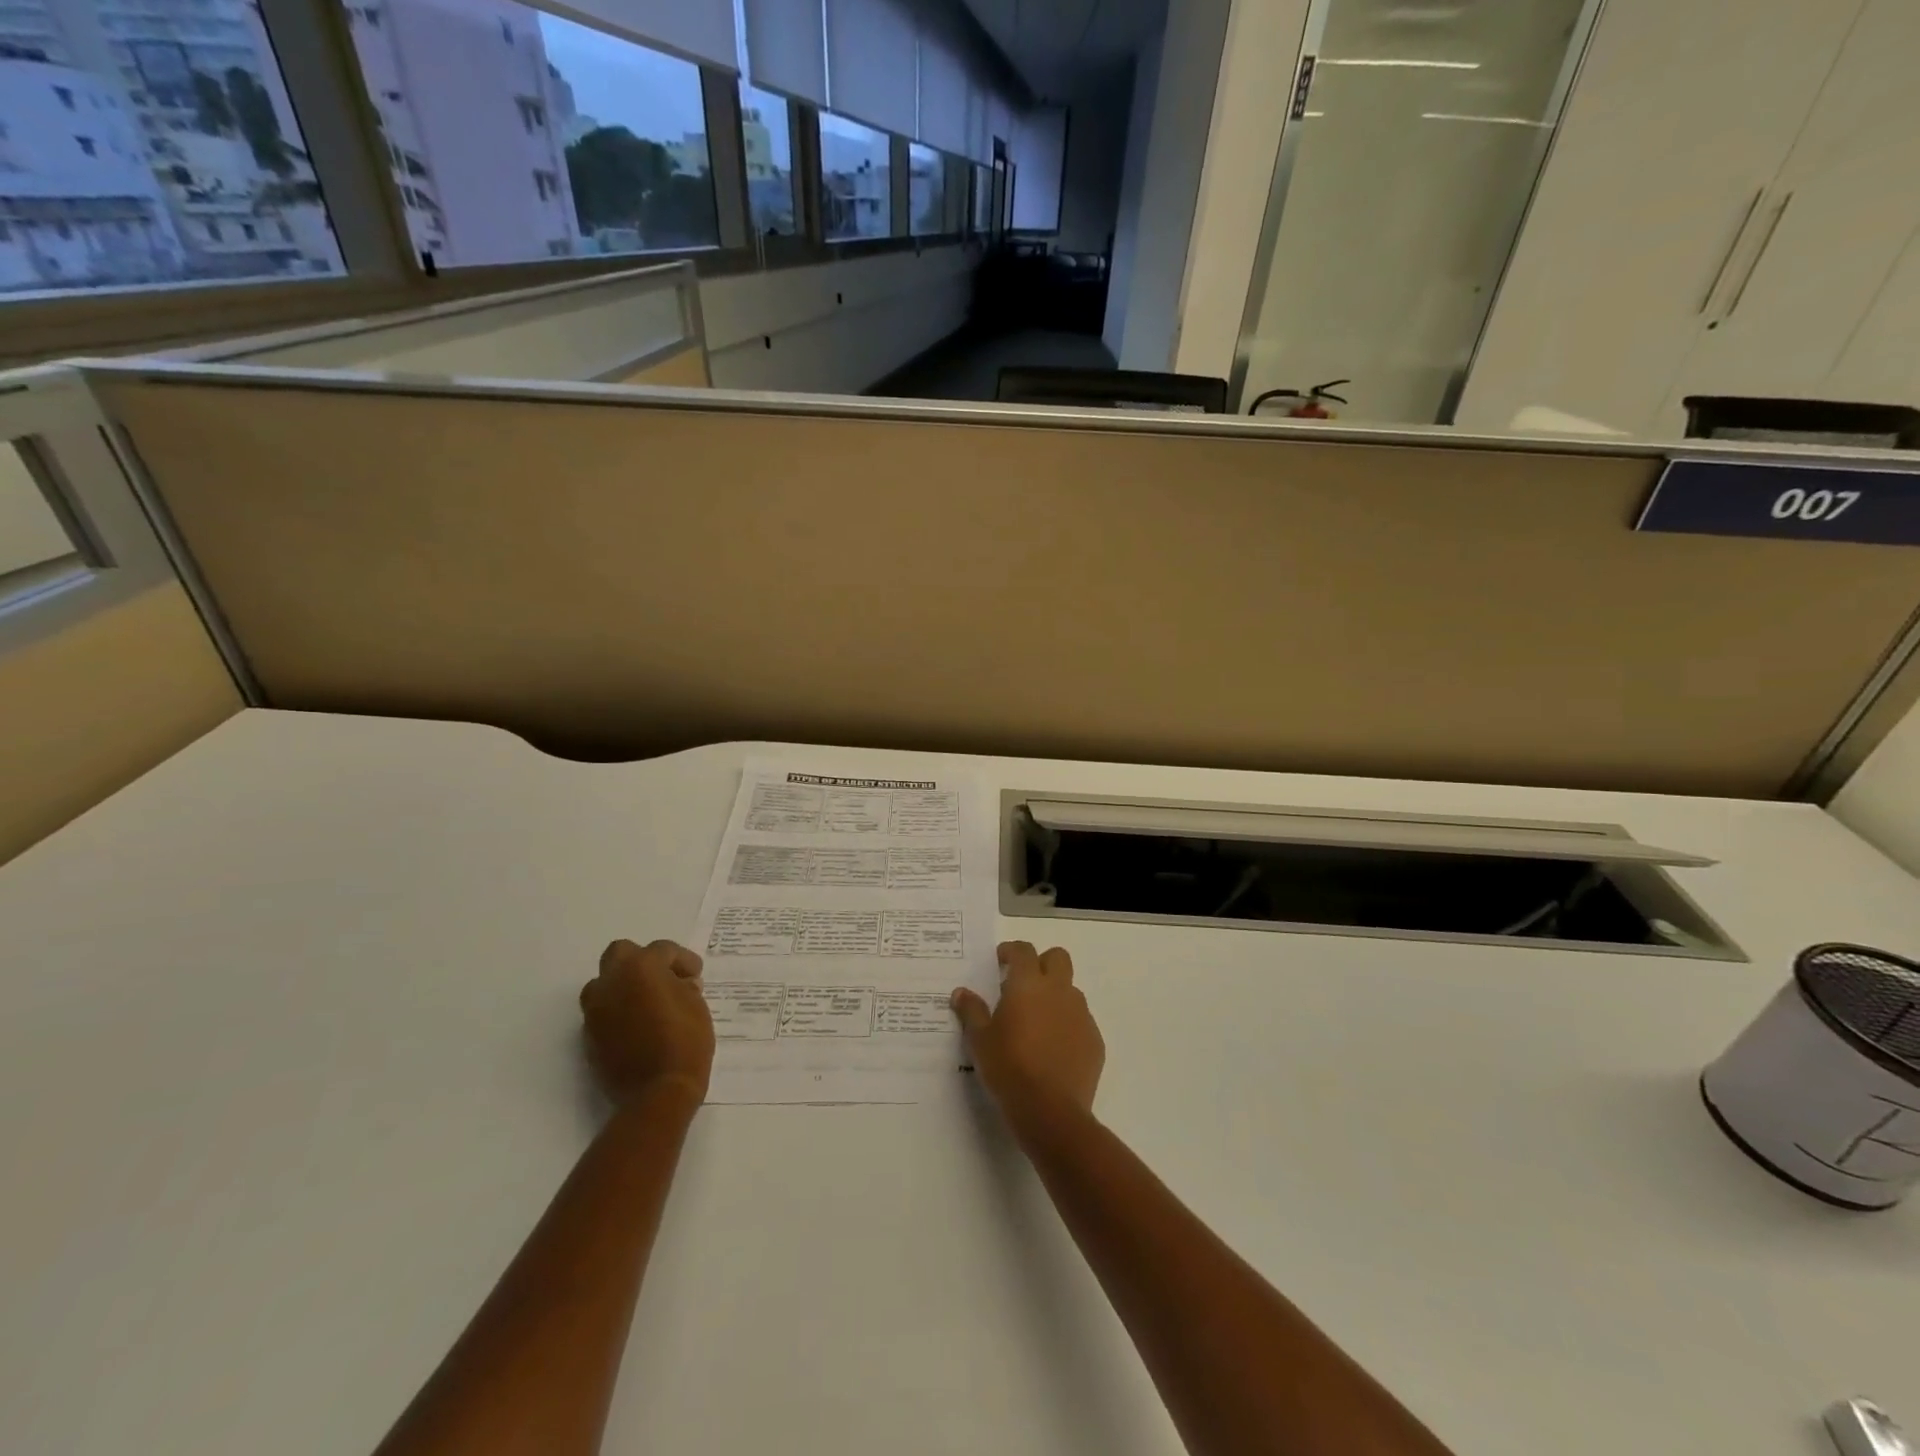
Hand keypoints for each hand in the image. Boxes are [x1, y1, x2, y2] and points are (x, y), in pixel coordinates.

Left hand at [580, 939, 713, 1103]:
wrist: (657, 1093)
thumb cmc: (685, 1042)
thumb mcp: (697, 1005)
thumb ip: (684, 987)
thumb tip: (679, 984)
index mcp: (641, 968)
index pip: (662, 949)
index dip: (683, 960)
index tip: (696, 976)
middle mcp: (611, 983)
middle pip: (621, 953)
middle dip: (642, 961)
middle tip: (664, 979)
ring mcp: (595, 1010)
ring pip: (604, 983)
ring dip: (624, 986)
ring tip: (647, 1003)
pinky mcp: (589, 1036)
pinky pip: (602, 1011)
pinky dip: (617, 1011)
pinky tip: (637, 1026)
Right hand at [951, 942, 1104, 1122]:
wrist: (1051, 1111)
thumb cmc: (1009, 1068)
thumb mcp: (980, 1040)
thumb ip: (971, 1011)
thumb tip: (961, 993)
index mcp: (1029, 985)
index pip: (1023, 951)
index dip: (1011, 951)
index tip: (1001, 961)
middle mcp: (1059, 991)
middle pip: (1057, 958)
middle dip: (1041, 963)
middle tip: (1022, 984)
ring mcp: (1081, 1015)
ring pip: (1070, 990)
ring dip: (1055, 995)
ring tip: (1036, 1022)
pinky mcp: (1094, 1040)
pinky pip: (1080, 1021)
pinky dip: (1067, 1025)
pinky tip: (1053, 1048)